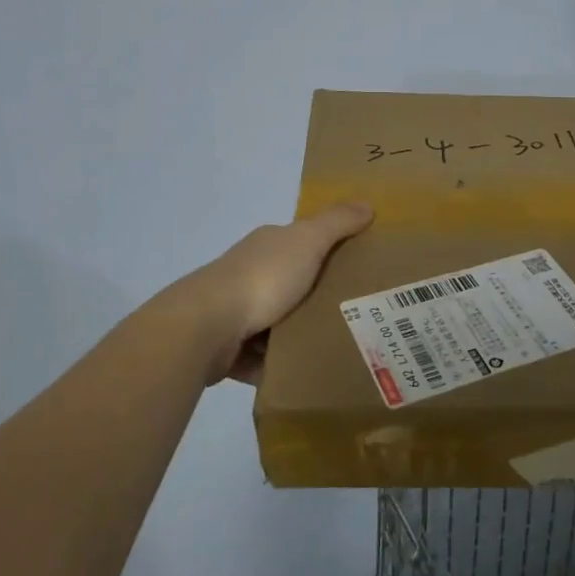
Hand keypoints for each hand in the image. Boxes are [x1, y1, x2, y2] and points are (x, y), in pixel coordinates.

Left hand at [182, 203, 374, 384]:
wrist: (207, 325)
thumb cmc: (263, 278)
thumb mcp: (308, 241)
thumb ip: (337, 223)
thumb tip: (367, 204)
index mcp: (267, 245)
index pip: (300, 243)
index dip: (326, 252)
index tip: (356, 271)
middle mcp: (248, 273)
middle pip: (290, 284)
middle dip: (315, 299)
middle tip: (353, 315)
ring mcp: (234, 310)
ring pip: (275, 323)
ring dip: (296, 335)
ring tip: (332, 347)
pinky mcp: (227, 346)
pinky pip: (259, 357)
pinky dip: (276, 365)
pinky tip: (300, 371)